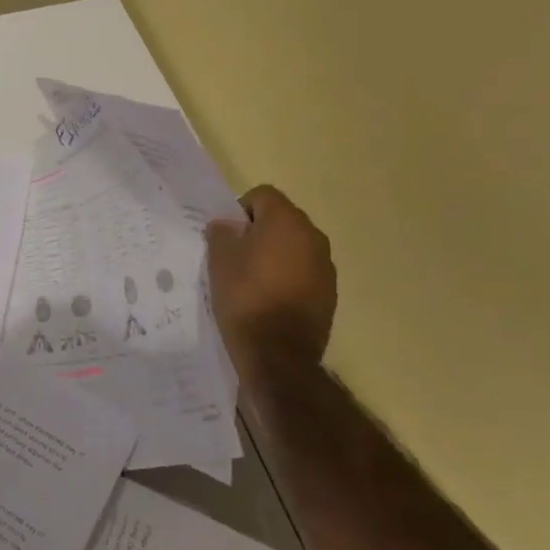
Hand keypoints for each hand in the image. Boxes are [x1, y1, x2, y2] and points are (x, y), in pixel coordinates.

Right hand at [205, 185, 336, 377]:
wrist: (278, 355)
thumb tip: (228, 226)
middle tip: (236, 255)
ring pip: (294, 246)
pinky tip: (270, 298)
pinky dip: (288, 276)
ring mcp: (325, 266)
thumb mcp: (219, 261)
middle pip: (282, 219)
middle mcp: (313, 237)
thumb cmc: (245, 298)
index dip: (241, 209)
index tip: (228, 235)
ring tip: (253, 279)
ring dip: (275, 254)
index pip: (263, 195)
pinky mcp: (330, 293)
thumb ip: (222, 233)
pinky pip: (304, 271)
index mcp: (287, 221)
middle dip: (259, 231)